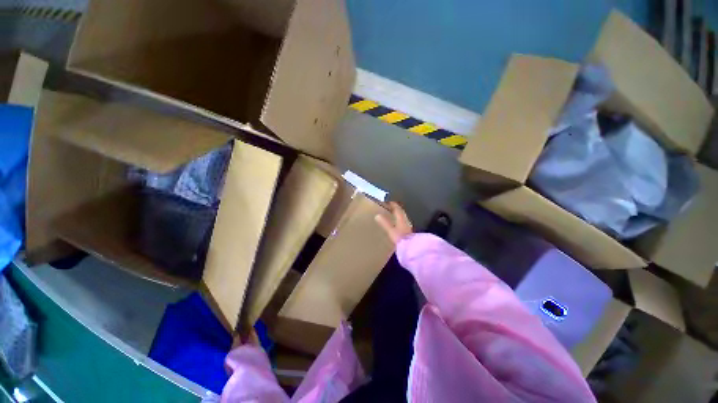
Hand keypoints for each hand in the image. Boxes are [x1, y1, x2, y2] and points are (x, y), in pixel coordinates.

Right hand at [375, 202, 412, 244]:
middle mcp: (406, 221)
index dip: (393, 205)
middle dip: (395, 209)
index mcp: (402, 219)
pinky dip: (398, 222)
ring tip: (391, 216)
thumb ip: (385, 223)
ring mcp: (408, 227)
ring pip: (402, 218)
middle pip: (401, 213)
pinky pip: (402, 224)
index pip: (398, 209)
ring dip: (397, 216)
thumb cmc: (401, 239)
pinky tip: (396, 225)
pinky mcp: (408, 233)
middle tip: (389, 208)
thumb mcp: (391, 231)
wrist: (412, 249)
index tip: (388, 202)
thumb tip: (377, 215)